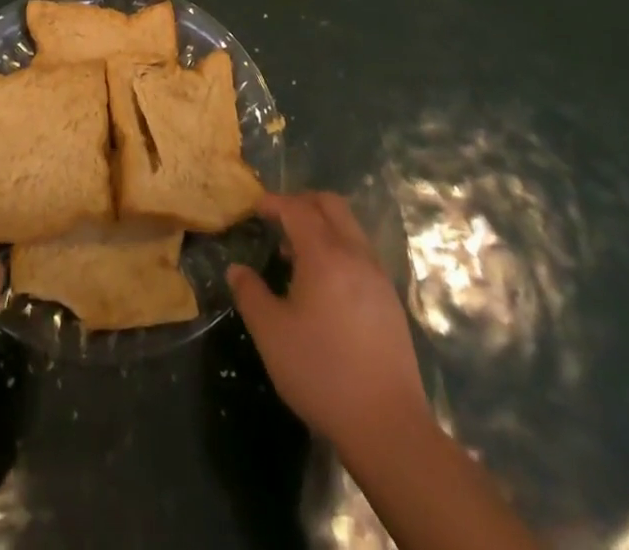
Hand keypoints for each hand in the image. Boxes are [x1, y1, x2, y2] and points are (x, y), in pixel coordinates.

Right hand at [227, 191, 429, 454]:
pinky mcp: (391, 301)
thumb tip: (237, 270)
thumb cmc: (322, 373)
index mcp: (325, 255)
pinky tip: (325, 285)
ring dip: (322, 226)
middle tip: (279, 218)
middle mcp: (355, 255)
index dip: (275, 202)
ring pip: (350, 228)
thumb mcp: (271, 335)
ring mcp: (378, 277)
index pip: (297, 209)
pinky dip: (339, 249)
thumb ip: (250, 294)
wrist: (388, 425)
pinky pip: (361, 253)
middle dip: (302, 203)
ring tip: (297, 254)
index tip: (256, 208)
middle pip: (331, 205)